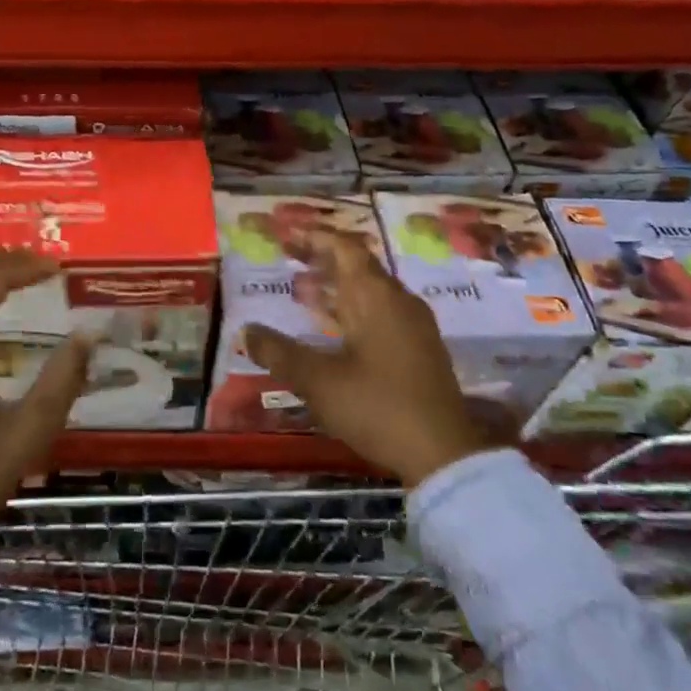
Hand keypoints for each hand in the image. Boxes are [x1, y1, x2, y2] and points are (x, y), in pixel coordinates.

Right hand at [243, 231, 486, 486]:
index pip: (345, 248)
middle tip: (290, 260)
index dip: (316, 238)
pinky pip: (382, 313)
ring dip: (338, 287)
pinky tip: (335, 331)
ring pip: (371, 292)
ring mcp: (415, 326)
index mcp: (376, 297)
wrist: (444, 455)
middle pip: (359, 266)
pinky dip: (354, 310)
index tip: (288, 236)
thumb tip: (247, 331)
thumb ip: (279, 353)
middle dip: (323, 260)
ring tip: (305, 292)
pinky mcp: (420, 350)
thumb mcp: (318, 381)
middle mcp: (399, 301)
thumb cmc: (377, 407)